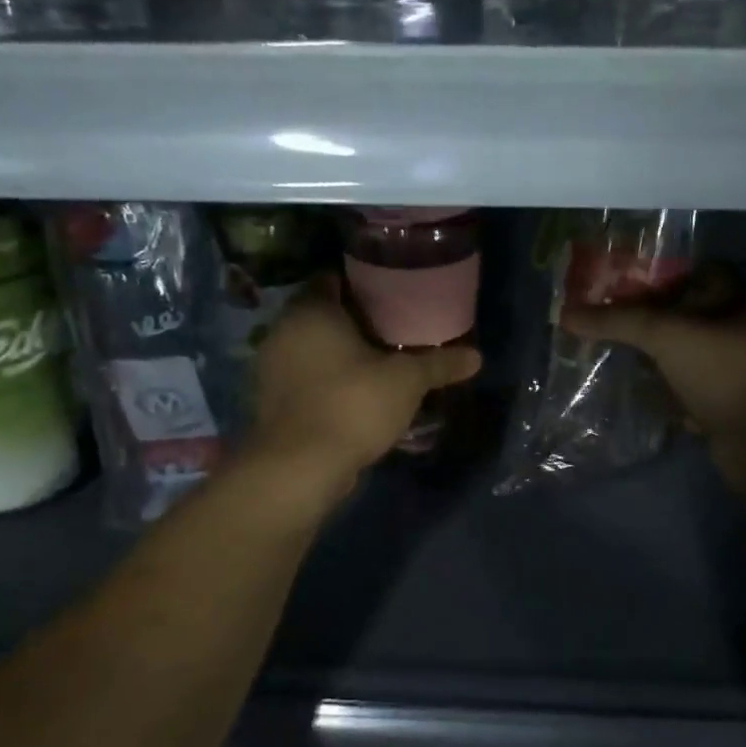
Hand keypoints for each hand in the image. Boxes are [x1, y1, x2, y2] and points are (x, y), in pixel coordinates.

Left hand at [247, 274, 480, 498]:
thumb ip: (439, 364)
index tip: (391, 299)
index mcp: (311, 310)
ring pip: (310, 350)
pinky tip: (352, 398)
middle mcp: (282, 331)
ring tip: (376, 367)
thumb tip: (476, 357)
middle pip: (322, 316)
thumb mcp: (406, 381)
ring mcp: (270, 368)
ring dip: (337, 356)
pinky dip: (324, 383)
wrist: (299, 467)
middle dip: (354, 324)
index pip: (333, 280)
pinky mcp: (269, 402)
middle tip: (392, 334)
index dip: (363, 287)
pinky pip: (303, 380)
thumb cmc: (353, 404)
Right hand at [562, 266, 745, 492]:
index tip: (618, 283)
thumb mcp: (669, 335)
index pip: (696, 274)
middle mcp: (742, 333)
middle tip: (604, 320)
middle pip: (686, 317)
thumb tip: (567, 314)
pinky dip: (662, 392)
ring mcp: (734, 373)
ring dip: (652, 358)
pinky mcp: (723, 407)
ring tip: (608, 353)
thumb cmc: (727, 373)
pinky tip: (631, 391)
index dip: (658, 275)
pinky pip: (685, 392)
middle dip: (647, 320)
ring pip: (684, 357)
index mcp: (742, 302)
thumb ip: (619, 322)